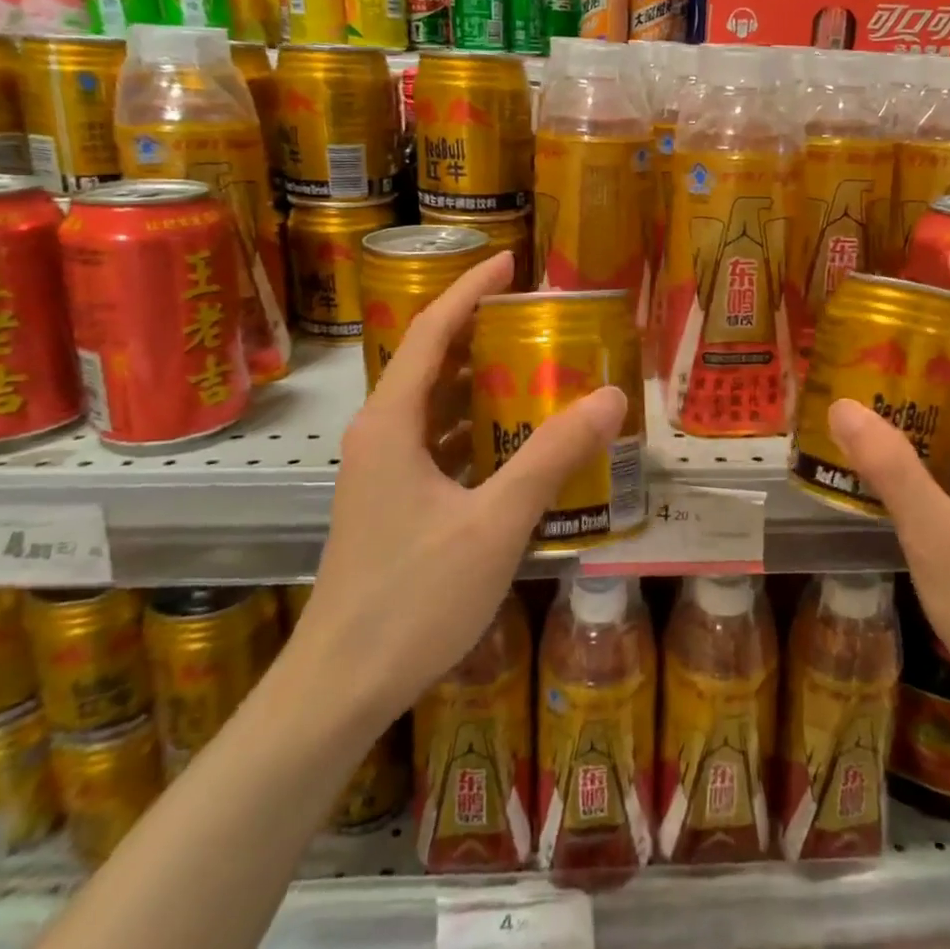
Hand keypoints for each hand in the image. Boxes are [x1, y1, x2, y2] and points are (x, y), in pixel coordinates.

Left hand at [292, 251, 628, 726]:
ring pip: (436, 408)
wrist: (340, 687)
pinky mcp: (393, 505)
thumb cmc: (412, 599)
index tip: (510, 261)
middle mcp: (381, 437)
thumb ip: (552, 456)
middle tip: (540, 319)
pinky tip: (519, 444)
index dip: (469, 289)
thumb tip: (609, 396)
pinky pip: (440, 446)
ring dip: (481, 384)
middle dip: (482, 333)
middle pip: (432, 363)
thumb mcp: (495, 522)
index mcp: (392, 424)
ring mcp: (383, 474)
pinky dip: (478, 430)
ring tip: (539, 370)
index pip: (430, 331)